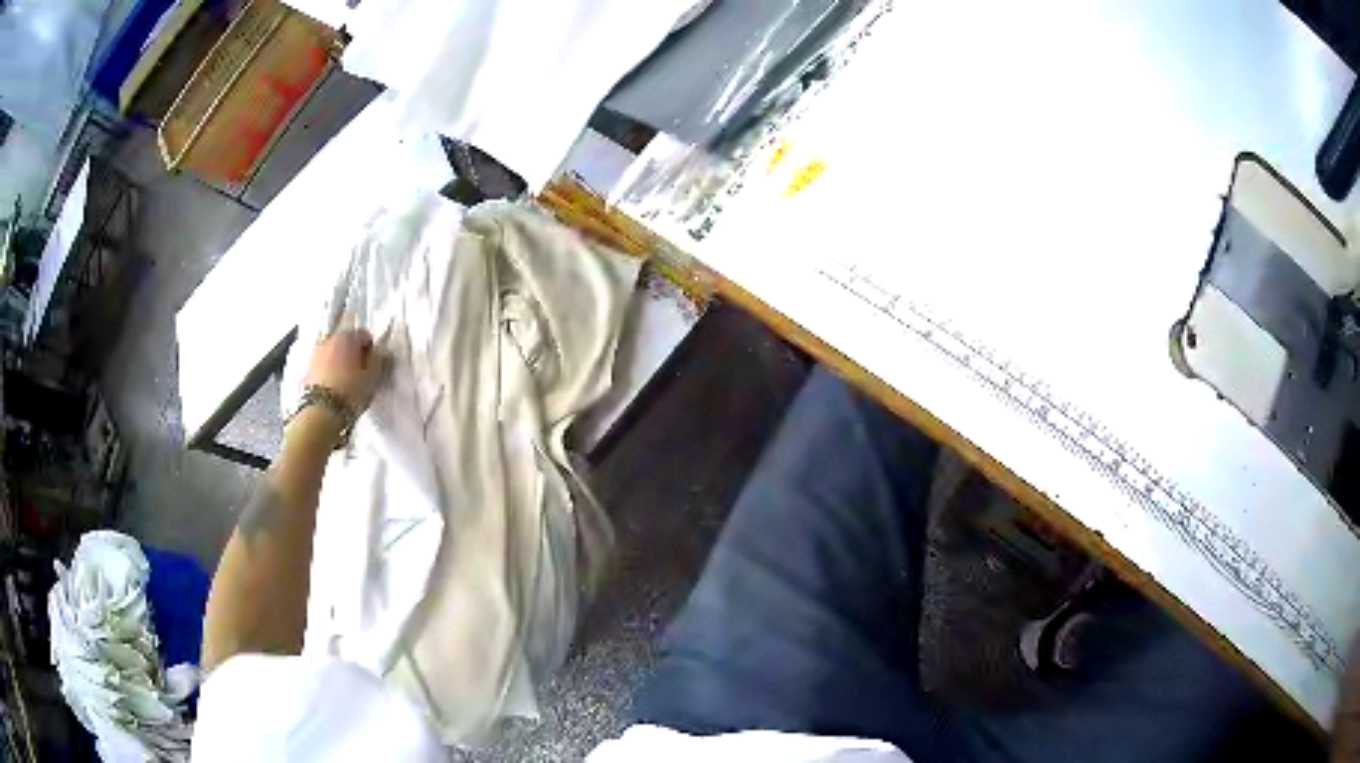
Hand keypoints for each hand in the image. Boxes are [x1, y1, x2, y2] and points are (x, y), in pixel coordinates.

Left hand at [302, 330, 383, 412]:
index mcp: (347, 338)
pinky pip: (322, 365)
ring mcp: (316, 354)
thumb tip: (378, 353)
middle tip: (359, 373)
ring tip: (345, 381)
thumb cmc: (349, 393)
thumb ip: (378, 360)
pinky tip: (333, 387)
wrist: (321, 412)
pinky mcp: (307, 369)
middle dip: (353, 354)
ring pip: (332, 353)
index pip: (364, 335)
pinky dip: (328, 371)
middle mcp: (329, 340)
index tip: (373, 364)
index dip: (371, 350)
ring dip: (339, 362)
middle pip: (345, 342)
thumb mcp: (373, 377)